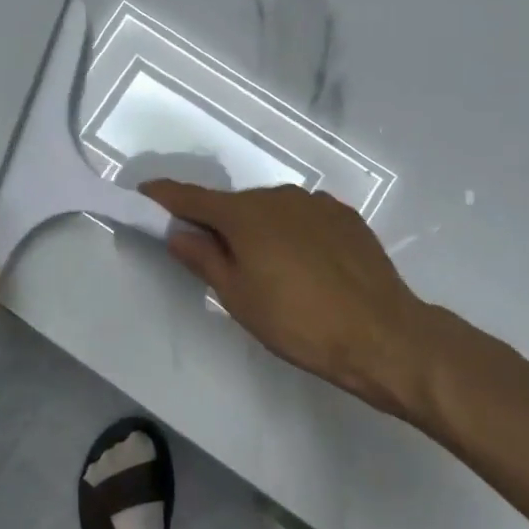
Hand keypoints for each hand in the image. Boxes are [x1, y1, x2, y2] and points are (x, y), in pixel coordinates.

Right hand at [141, 181, 435, 420]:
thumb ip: (204, 258)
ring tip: (271, 273)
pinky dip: (292, 234)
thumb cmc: (298, 322)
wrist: (383, 334)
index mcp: (245, 214)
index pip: (192, 197)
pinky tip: (306, 267)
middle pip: (234, 205)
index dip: (164, 196)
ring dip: (259, 230)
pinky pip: (303, 218)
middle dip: (219, 224)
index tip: (144, 193)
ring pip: (271, 211)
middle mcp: (278, 196)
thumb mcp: (239, 297)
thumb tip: (178, 231)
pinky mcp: (345, 217)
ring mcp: (316, 203)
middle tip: (217, 262)